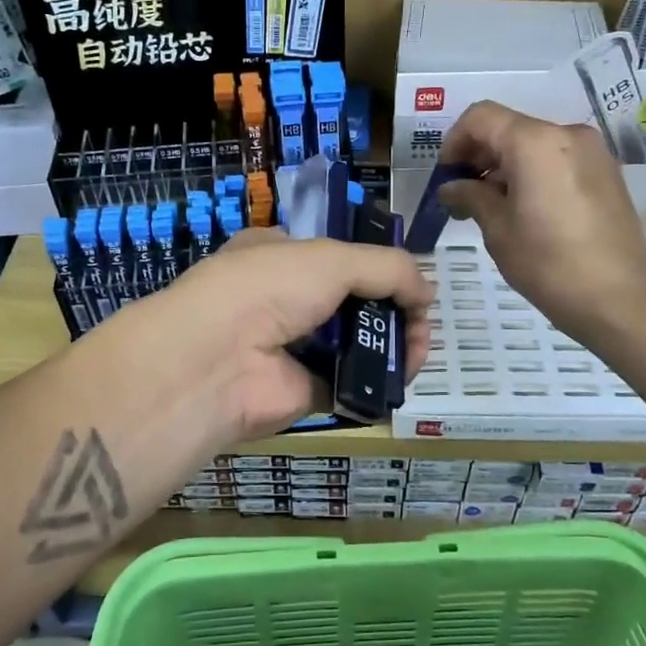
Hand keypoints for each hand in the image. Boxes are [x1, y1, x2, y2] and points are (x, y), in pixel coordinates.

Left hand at [106, 231, 433, 441]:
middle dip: (393, 307)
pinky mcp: (303, 390)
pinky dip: (378, 381)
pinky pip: (351, 383)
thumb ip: (387, 268)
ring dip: (393, 343)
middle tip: (422, 320)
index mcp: (280, 255)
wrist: (216, 361)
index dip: (377, 266)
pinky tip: (403, 374)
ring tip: (418, 348)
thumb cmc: (267, 288)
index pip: (337, 256)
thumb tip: (429, 292)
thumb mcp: (332, 258)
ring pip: (356, 342)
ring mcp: (293, 347)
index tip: (410, 281)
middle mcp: (285, 298)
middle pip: (353, 300)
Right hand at [437, 101, 645, 348]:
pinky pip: (557, 158)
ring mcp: (592, 152)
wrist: (619, 299)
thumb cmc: (548, 263)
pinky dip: (532, 172)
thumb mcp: (498, 229)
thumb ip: (470, 196)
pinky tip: (525, 209)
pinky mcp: (606, 172)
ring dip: (505, 165)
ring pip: (533, 143)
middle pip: (509, 127)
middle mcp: (566, 134)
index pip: (481, 117)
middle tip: (462, 194)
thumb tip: (451, 187)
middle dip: (479, 155)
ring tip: (492, 206)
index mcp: (535, 142)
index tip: (446, 175)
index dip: (455, 141)